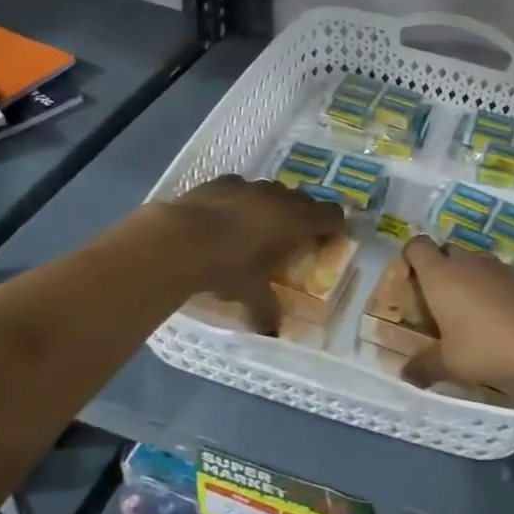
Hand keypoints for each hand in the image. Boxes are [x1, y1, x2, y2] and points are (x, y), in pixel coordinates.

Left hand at [157, 176, 344, 329]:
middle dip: (302, 216)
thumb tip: (272, 331)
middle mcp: (278, 197)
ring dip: (271, 206)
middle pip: (303, 201)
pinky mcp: (220, 182)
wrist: (179, 240)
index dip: (334, 226)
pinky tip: (225, 217)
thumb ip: (266, 309)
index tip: (329, 238)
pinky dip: (240, 200)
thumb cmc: (227, 267)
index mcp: (295, 221)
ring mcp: (248, 186)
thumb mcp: (250, 293)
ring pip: (271, 192)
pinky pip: (240, 188)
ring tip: (257, 228)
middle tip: (292, 238)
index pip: (331, 215)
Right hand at [401, 235, 513, 395]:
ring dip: (474, 279)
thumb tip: (405, 374)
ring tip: (477, 312)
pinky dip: (501, 289)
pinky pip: (506, 276)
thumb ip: (424, 367)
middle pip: (448, 251)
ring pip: (479, 263)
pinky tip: (509, 317)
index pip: (418, 246)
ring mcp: (501, 265)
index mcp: (441, 275)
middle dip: (443, 269)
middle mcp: (469, 261)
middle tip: (443, 300)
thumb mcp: (450, 364)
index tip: (412, 276)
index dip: (412, 256)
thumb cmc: (486, 346)